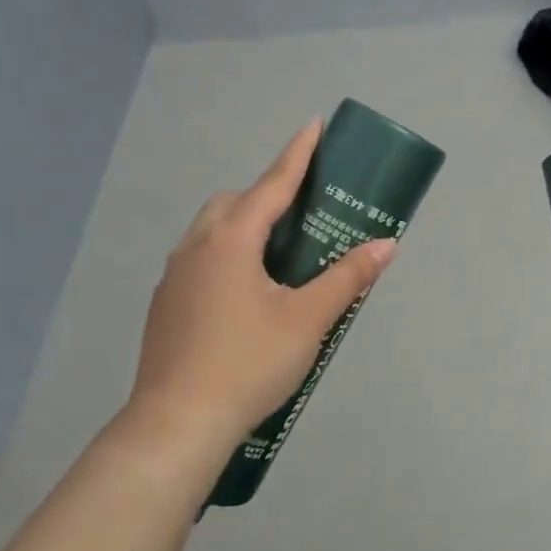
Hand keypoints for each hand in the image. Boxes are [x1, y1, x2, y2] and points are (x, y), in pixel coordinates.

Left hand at [123, 120, 396, 465]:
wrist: (177, 424)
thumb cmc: (249, 364)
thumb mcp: (308, 320)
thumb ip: (347, 278)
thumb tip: (386, 245)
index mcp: (231, 240)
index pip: (272, 184)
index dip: (297, 154)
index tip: (313, 126)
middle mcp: (196, 247)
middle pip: (234, 203)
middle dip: (266, 196)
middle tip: (300, 215)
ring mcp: (173, 276)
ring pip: (211, 231)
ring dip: (242, 227)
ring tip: (276, 256)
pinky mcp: (164, 305)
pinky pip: (199, 260)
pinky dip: (225, 256)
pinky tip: (243, 296)